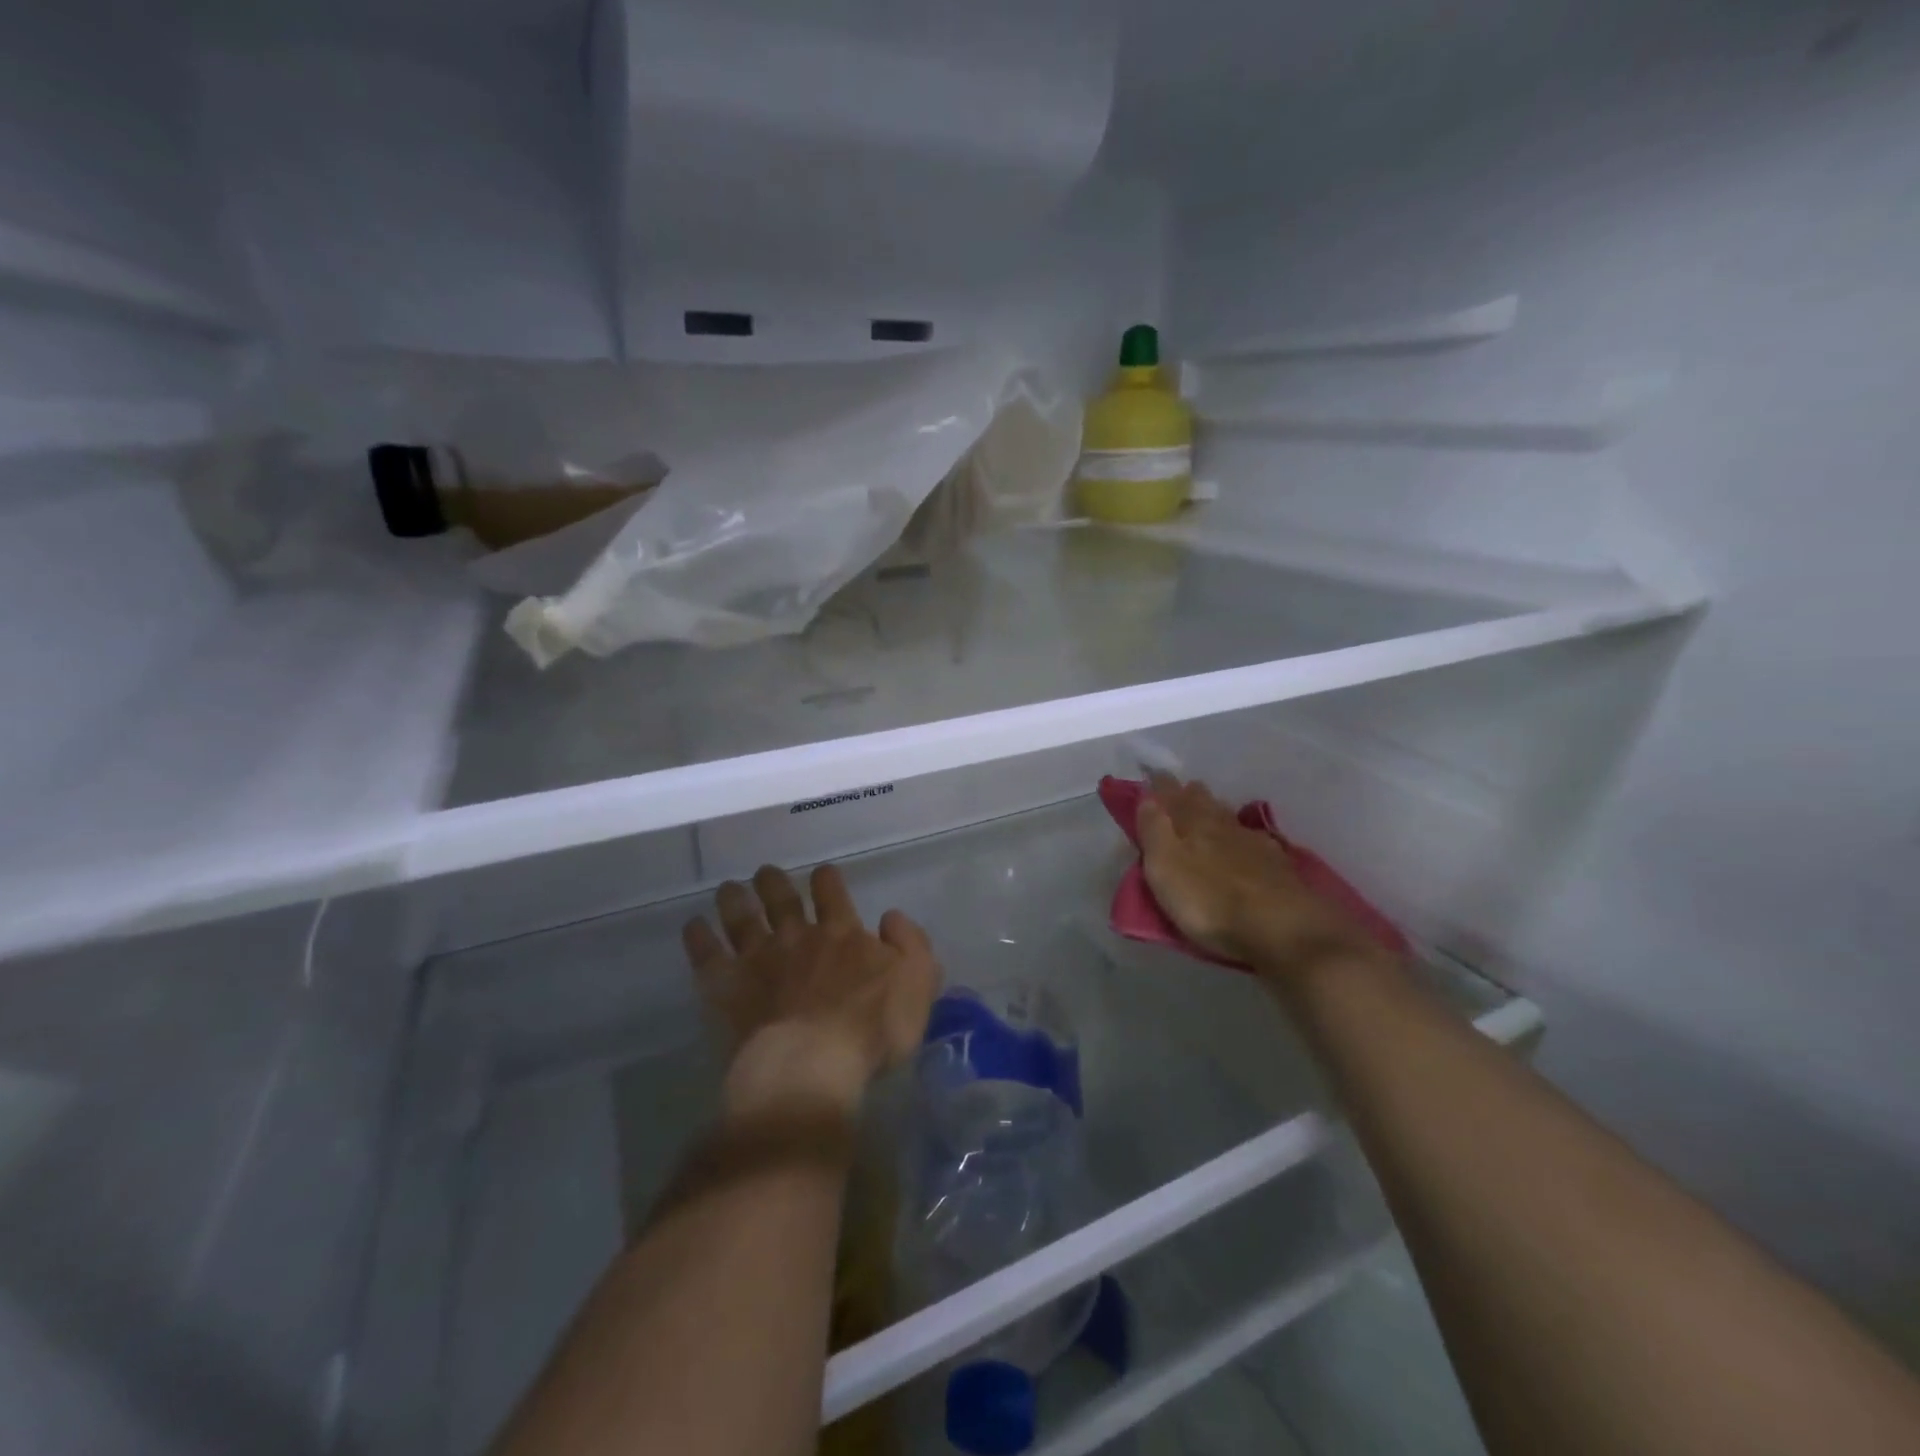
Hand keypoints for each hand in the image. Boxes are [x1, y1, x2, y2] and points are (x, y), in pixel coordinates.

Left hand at [683, 863, 940, 1118]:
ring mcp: (758, 959)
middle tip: (765, 874)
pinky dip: (699, 937)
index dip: (826, 879)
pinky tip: (693, 926)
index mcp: (842, 934)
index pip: (832, 892)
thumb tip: (892, 917)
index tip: (822, 875)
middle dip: (774, 882)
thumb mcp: (917, 983)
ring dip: (735, 900)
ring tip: (729, 889)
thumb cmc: (872, 1030)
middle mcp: (798, 937)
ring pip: (742, 917)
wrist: (811, 1066)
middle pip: (782, 898)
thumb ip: (911, 944)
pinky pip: (707, 955)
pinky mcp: (727, 988)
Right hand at [1137, 773, 1387, 976]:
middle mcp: (1225, 826)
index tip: (1152, 776)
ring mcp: (1256, 845)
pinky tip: (1248, 844)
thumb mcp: (1165, 867)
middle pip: (1205, 802)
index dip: (1160, 786)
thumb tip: (1147, 796)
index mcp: (1193, 824)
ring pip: (1231, 820)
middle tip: (1181, 792)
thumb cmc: (1210, 901)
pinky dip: (1245, 839)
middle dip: (1191, 795)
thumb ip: (1154, 830)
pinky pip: (1255, 842)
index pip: (1172, 796)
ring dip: (1218, 813)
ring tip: (1210, 813)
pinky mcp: (1280, 868)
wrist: (1283, 930)